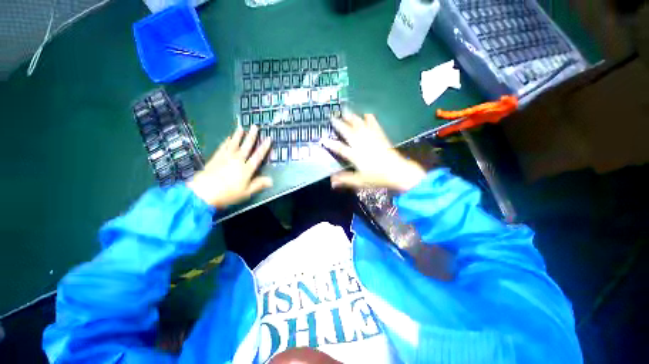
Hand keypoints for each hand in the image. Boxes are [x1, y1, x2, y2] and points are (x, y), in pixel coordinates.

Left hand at [187, 125, 271, 208]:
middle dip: (251, 136)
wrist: (203, 193)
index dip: (264, 147)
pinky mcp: (215, 158)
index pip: (258, 156)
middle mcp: (237, 160)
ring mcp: (225, 158)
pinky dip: (226, 142)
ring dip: (238, 136)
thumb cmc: (228, 194)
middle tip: (255, 126)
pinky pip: (222, 147)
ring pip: (233, 144)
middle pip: (246, 146)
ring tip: (241, 128)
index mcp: (246, 169)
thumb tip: (271, 180)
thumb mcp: (246, 192)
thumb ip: (258, 184)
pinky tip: (228, 138)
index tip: (269, 138)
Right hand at [322, 112, 425, 191]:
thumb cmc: (377, 177)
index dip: (331, 144)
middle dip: (339, 124)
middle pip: (348, 132)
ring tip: (345, 110)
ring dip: (352, 118)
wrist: (397, 171)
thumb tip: (331, 182)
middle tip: (332, 116)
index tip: (322, 139)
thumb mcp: (360, 181)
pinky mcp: (380, 136)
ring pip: (359, 125)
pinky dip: (370, 119)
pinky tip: (367, 114)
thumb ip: (345, 179)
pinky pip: (374, 125)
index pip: (340, 148)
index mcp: (355, 155)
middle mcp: (362, 144)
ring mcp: (371, 138)